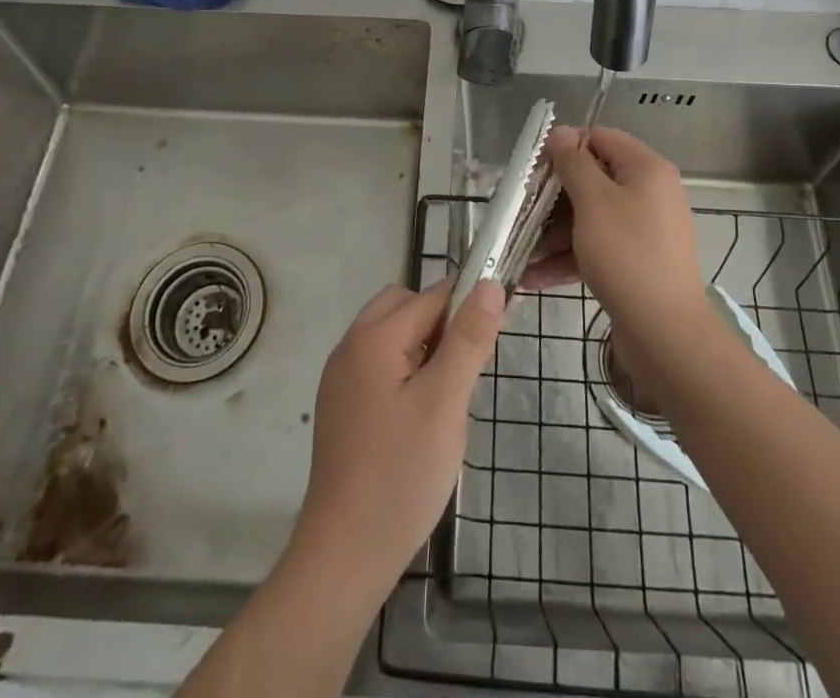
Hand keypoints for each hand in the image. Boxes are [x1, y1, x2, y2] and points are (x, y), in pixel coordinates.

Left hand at [286, 277, 505, 605]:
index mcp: (374, 338)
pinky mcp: (340, 406)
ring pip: (392, 335)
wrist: (344, 555)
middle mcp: (350, 346)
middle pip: (404, 306)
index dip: (468, 305)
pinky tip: (420, 415)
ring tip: (446, 396)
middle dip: (441, 323)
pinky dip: (405, 370)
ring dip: (424, 347)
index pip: (431, 296)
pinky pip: (379, 364)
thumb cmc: (401, 474)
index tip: (498, 328)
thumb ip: (467, 339)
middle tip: (467, 369)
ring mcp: (340, 378)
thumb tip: (488, 284)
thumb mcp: (445, 403)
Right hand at [523, 126, 707, 335]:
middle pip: (594, 180)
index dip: (566, 148)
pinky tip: (534, 277)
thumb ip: (574, 164)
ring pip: (592, 217)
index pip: (600, 138)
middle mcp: (650, 193)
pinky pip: (599, 247)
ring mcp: (645, 230)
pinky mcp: (637, 262)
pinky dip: (570, 257)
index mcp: (646, 169)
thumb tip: (562, 132)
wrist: (666, 333)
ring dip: (555, 232)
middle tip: (522, 210)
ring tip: (521, 250)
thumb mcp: (593, 202)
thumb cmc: (627, 254)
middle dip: (554, 197)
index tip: (534, 169)